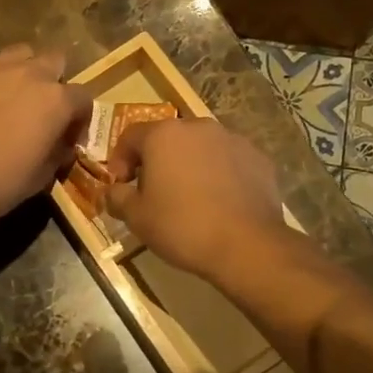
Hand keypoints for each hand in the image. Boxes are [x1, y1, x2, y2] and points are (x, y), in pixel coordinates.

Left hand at [0, 46, 93, 224]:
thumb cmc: (2, 180)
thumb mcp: (43, 175)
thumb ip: (58, 152)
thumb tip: (61, 146)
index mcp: (56, 100)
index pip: (83, 98)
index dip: (79, 118)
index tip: (69, 138)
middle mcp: (30, 74)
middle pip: (54, 61)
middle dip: (54, 81)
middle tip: (43, 108)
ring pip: (20, 55)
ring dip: (24, 71)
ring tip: (13, 96)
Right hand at [104, 118, 286, 274]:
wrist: (246, 245)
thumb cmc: (181, 226)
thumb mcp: (136, 217)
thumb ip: (117, 197)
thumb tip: (113, 191)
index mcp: (164, 134)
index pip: (130, 136)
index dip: (120, 159)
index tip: (121, 185)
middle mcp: (198, 127)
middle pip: (168, 138)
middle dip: (157, 160)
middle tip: (154, 191)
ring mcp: (233, 140)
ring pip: (201, 147)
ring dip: (190, 165)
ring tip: (189, 197)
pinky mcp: (259, 158)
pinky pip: (228, 161)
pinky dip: (219, 174)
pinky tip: (220, 202)